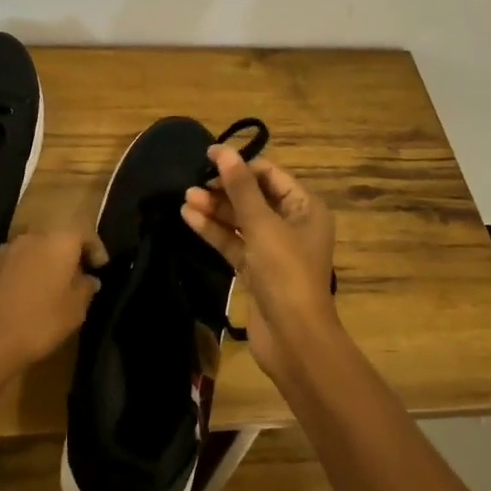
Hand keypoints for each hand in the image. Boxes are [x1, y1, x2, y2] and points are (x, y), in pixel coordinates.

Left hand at [0, 229, 102, 382]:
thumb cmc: (39, 322)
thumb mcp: (74, 310)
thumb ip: (85, 288)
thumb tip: (89, 279)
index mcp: (58, 241)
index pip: (84, 234)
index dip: (95, 249)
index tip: (101, 266)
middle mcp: (32, 237)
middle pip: (57, 239)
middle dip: (68, 256)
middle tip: (77, 277)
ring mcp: (7, 250)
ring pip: (35, 250)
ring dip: (45, 263)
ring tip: (51, 288)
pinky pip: (16, 263)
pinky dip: (26, 272)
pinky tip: (27, 295)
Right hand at [182, 147, 337, 382]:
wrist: (294, 339)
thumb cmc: (286, 272)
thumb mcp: (263, 225)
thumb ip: (241, 187)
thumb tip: (223, 151)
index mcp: (305, 208)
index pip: (269, 175)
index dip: (239, 164)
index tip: (208, 157)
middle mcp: (292, 224)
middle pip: (253, 196)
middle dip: (224, 188)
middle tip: (193, 182)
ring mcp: (273, 249)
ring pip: (240, 220)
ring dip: (215, 208)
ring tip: (185, 197)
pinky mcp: (256, 271)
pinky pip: (234, 242)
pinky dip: (214, 230)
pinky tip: (189, 217)